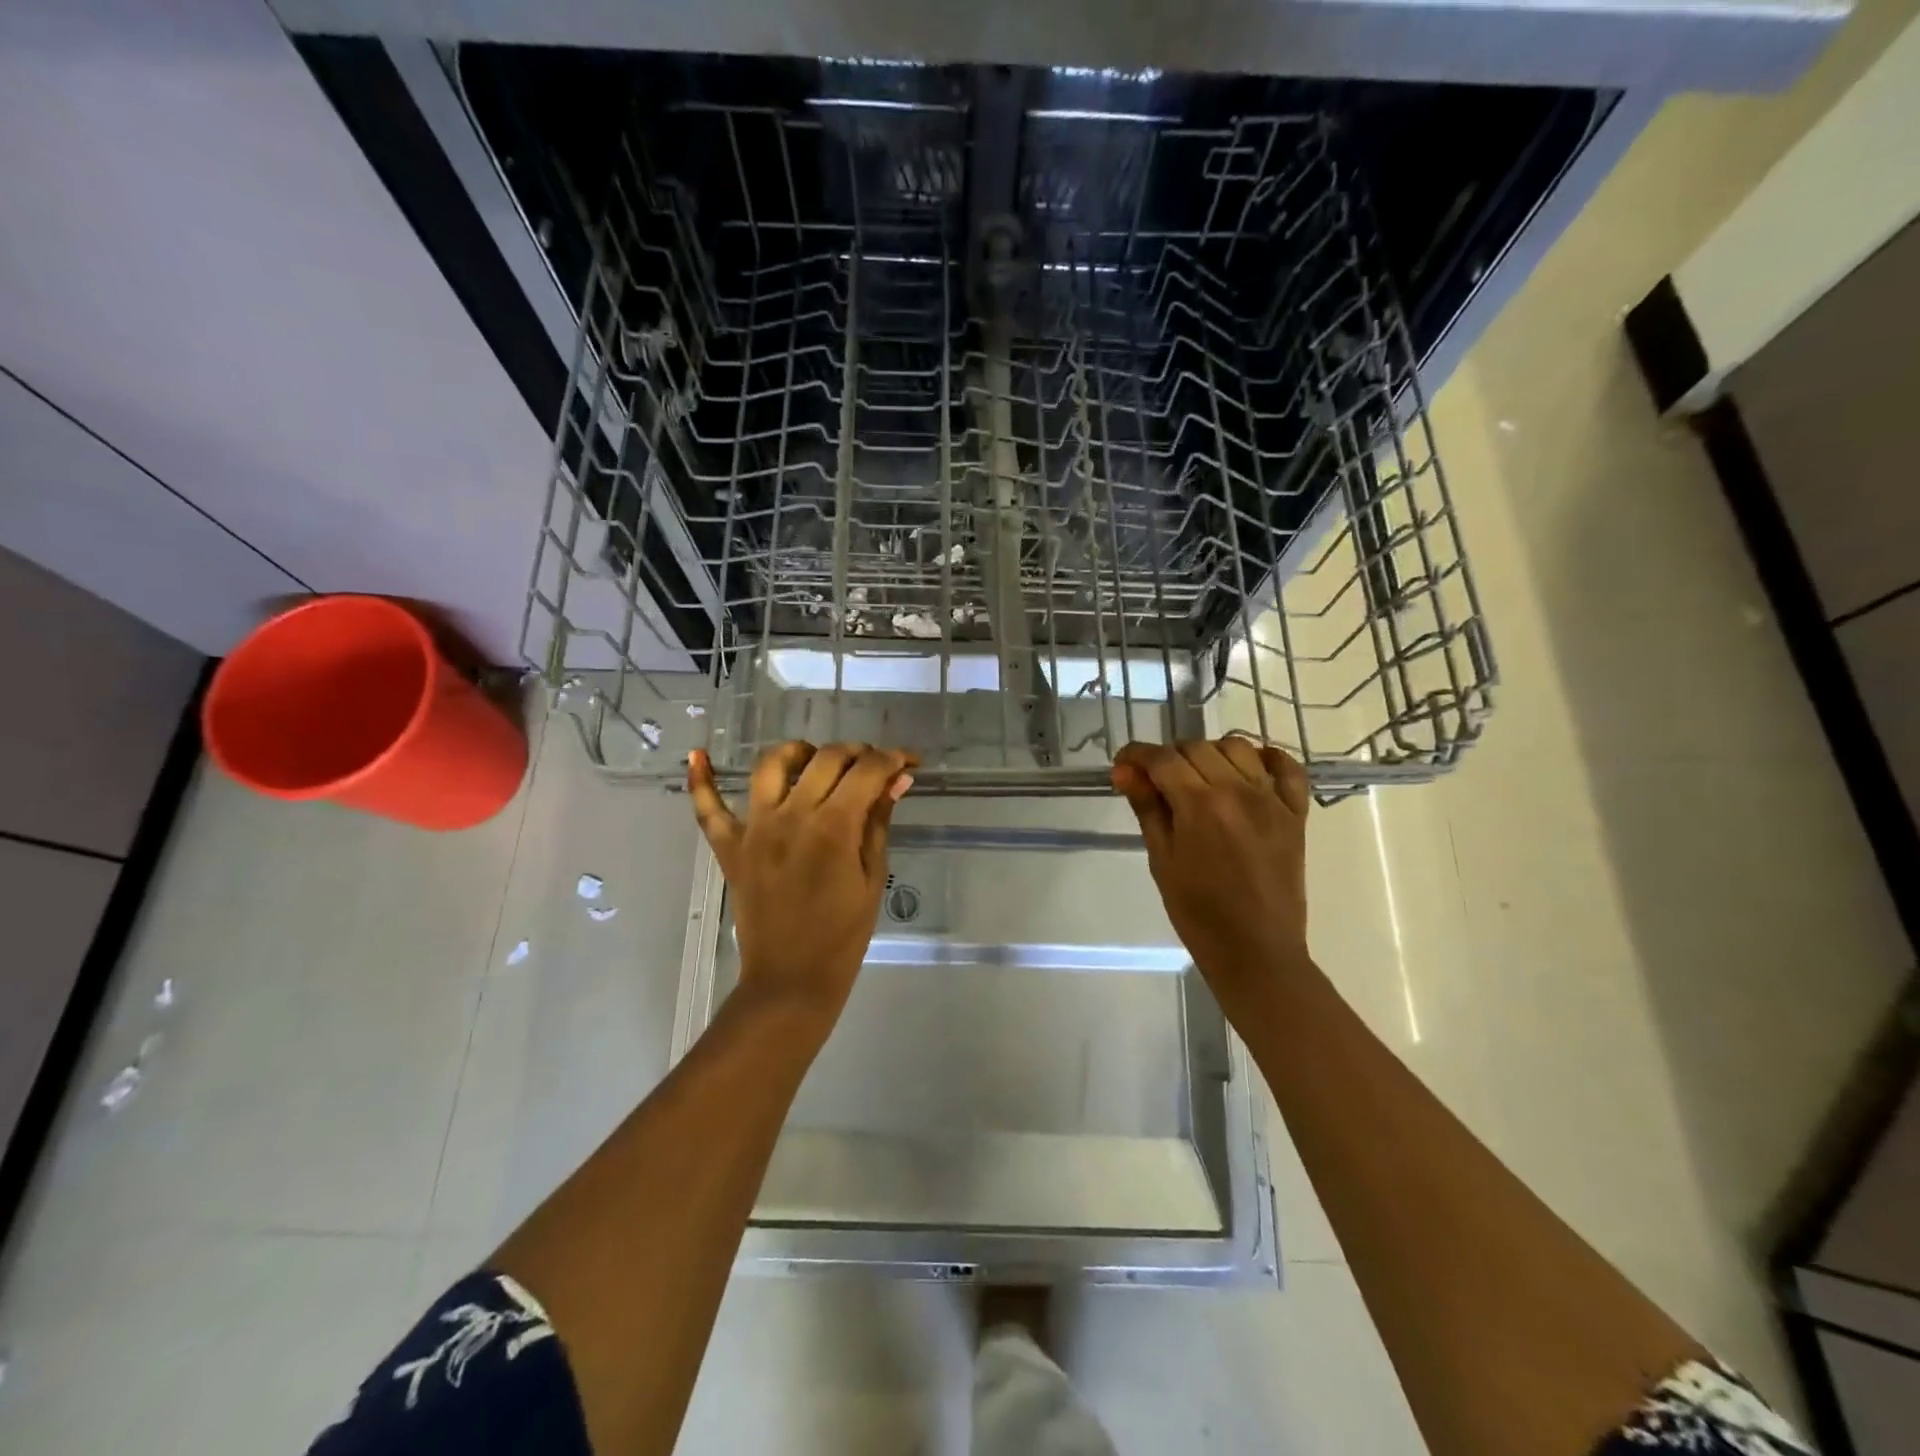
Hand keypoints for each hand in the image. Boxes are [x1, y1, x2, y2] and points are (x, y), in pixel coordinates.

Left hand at [688, 742, 914, 1027]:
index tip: (907, 762)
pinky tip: (699, 755)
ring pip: (771, 766)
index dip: (893, 759)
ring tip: (813, 759)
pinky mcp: (729, 847)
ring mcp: (755, 829)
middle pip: (826, 759)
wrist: (792, 980)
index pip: (867, 772)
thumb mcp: (872, 877)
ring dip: (797, 752)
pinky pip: (708, 808)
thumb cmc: (843, 934)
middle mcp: (792, 816)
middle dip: (857, 753)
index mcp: (834, 827)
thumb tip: (897, 779)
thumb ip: (879, 822)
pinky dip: (700, 780)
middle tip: (872, 767)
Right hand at [1112, 738, 1312, 1018]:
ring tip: (1198, 779)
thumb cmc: (1197, 912)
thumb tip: (1124, 771)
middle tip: (1156, 783)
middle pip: (1196, 748)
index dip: (1136, 755)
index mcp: (1200, 806)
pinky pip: (1286, 767)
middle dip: (1169, 758)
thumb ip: (1147, 808)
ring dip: (1210, 754)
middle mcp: (1238, 791)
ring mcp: (1272, 800)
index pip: (1162, 759)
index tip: (1123, 764)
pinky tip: (1247, 771)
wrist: (1256, 951)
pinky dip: (1265, 759)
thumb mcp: (1162, 860)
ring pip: (1237, 748)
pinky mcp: (1295, 813)